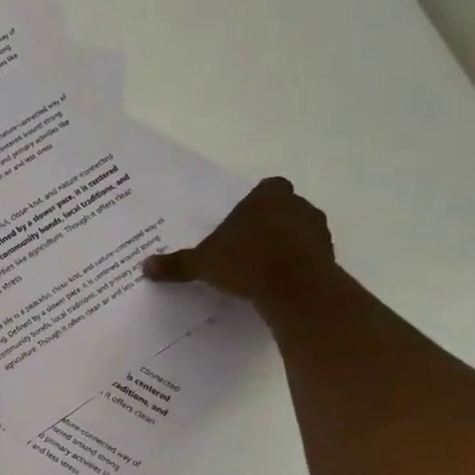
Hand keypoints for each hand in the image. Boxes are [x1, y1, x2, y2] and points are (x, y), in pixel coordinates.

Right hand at [141, 177, 334, 305]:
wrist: (294, 287)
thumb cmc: (246, 261)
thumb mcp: (202, 264)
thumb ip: (177, 263)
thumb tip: (145, 266)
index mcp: (267, 197)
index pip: (267, 188)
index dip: (256, 202)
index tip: (242, 220)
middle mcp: (297, 206)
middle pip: (283, 208)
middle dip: (268, 223)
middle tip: (246, 244)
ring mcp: (317, 230)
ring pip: (299, 230)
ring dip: (284, 243)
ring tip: (261, 266)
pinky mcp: (328, 256)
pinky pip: (308, 254)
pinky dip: (296, 263)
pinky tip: (276, 281)